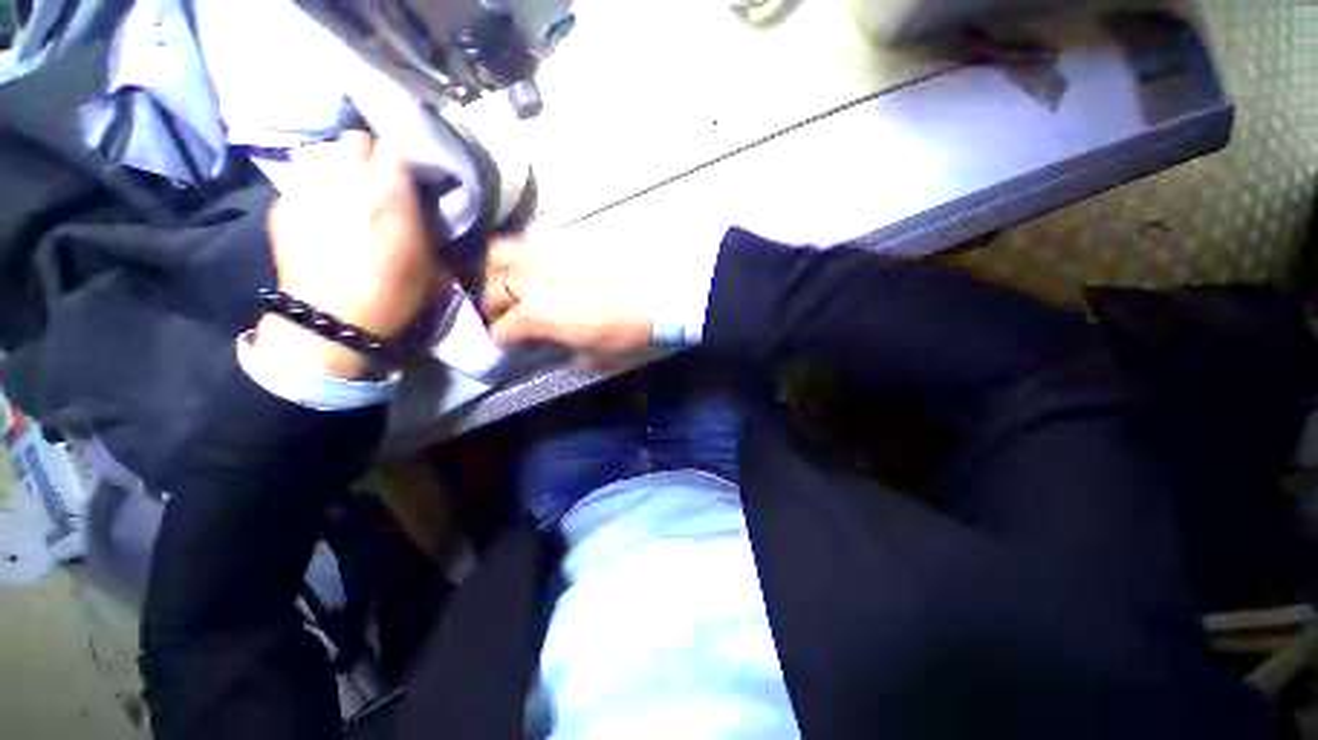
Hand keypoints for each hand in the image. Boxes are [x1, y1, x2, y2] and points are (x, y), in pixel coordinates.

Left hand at [257, 131, 445, 378]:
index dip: (403, 159)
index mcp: (388, 194)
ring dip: (340, 167)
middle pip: (355, 139)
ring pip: (325, 154)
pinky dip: (315, 189)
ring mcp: (307, 188)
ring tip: (346, 193)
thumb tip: (420, 205)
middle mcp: (345, 180)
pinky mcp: (281, 204)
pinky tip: (321, 214)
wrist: (331, 320)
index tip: (410, 176)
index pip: (394, 146)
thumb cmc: (394, 294)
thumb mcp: (431, 262)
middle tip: (377, 180)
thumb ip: (426, 224)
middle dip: (369, 154)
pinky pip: (302, 179)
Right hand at [480, 229, 654, 364]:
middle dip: (493, 305)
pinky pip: (532, 240)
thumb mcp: (595, 355)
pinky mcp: (565, 236)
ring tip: (515, 284)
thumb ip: (567, 351)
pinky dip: (527, 254)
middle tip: (507, 314)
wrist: (660, 292)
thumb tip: (559, 346)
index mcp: (534, 314)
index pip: (500, 329)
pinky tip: (543, 265)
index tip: (509, 343)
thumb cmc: (628, 328)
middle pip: (491, 288)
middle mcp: (530, 278)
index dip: (502, 340)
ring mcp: (546, 252)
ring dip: (500, 272)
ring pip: (500, 253)